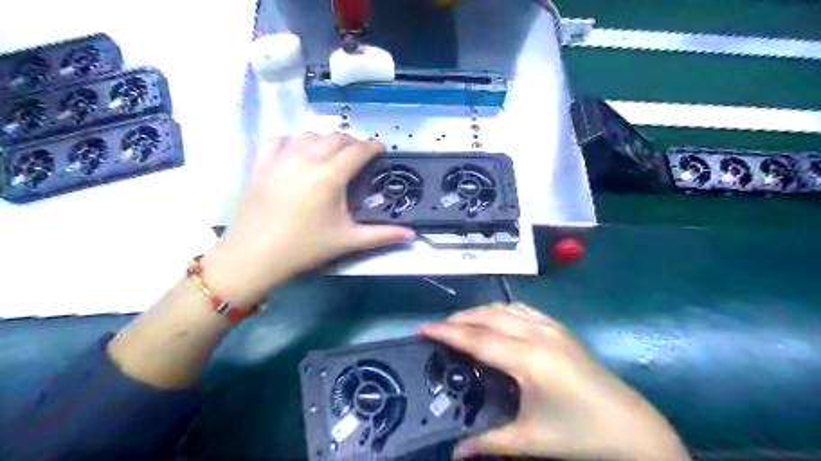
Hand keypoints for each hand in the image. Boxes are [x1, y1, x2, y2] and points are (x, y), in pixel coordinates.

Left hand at [201, 133, 413, 306]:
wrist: (255, 256)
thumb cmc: (305, 248)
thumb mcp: (347, 240)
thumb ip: (383, 235)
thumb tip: (413, 236)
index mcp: (330, 177)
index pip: (358, 150)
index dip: (373, 146)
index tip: (381, 149)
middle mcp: (306, 159)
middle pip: (336, 138)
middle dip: (353, 142)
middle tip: (360, 156)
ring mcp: (281, 158)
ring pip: (310, 135)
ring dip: (326, 140)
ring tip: (332, 154)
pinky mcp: (261, 162)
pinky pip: (282, 139)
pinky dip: (296, 141)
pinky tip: (300, 153)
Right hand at [419, 304, 686, 458]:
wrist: (632, 427)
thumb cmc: (580, 434)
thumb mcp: (531, 440)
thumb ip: (489, 443)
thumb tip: (455, 452)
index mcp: (528, 360)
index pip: (477, 339)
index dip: (447, 332)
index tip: (423, 328)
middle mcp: (537, 334)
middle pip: (487, 317)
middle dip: (458, 319)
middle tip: (437, 328)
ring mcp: (551, 327)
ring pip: (504, 308)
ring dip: (478, 312)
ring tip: (460, 323)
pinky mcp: (560, 328)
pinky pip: (522, 309)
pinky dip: (501, 309)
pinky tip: (495, 318)